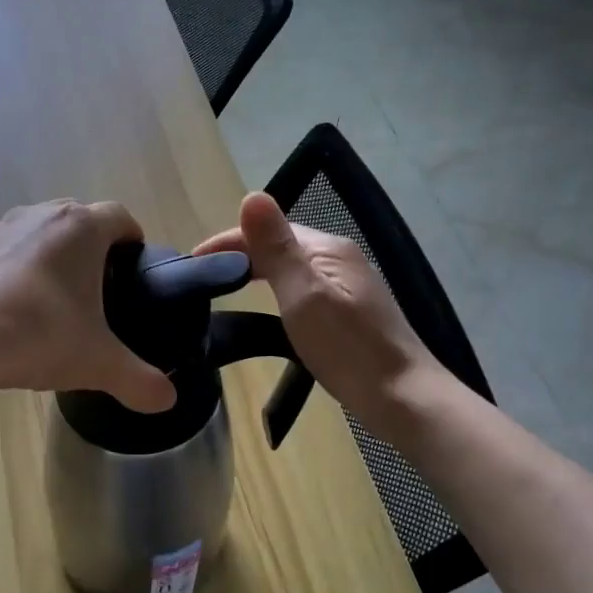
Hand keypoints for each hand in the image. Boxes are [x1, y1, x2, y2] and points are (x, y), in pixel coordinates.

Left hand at [0, 200, 176, 412]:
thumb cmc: (40, 335)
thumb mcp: (98, 363)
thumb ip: (139, 381)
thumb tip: (168, 401)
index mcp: (82, 227)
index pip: (122, 217)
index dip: (134, 242)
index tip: (136, 272)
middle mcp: (44, 215)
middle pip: (83, 221)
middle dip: (96, 250)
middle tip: (103, 292)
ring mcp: (4, 229)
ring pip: (45, 234)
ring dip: (58, 258)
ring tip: (62, 303)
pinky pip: (13, 252)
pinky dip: (24, 272)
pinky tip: (22, 311)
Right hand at [193, 193, 444, 440]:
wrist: (402, 397)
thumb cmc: (347, 348)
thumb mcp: (303, 295)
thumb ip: (276, 248)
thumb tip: (251, 195)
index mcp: (327, 249)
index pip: (267, 228)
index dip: (226, 240)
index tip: (190, 262)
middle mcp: (339, 258)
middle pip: (280, 244)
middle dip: (239, 254)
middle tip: (200, 278)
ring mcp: (347, 285)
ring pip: (291, 267)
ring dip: (256, 271)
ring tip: (223, 290)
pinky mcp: (349, 311)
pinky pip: (301, 287)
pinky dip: (275, 290)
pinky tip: (265, 310)